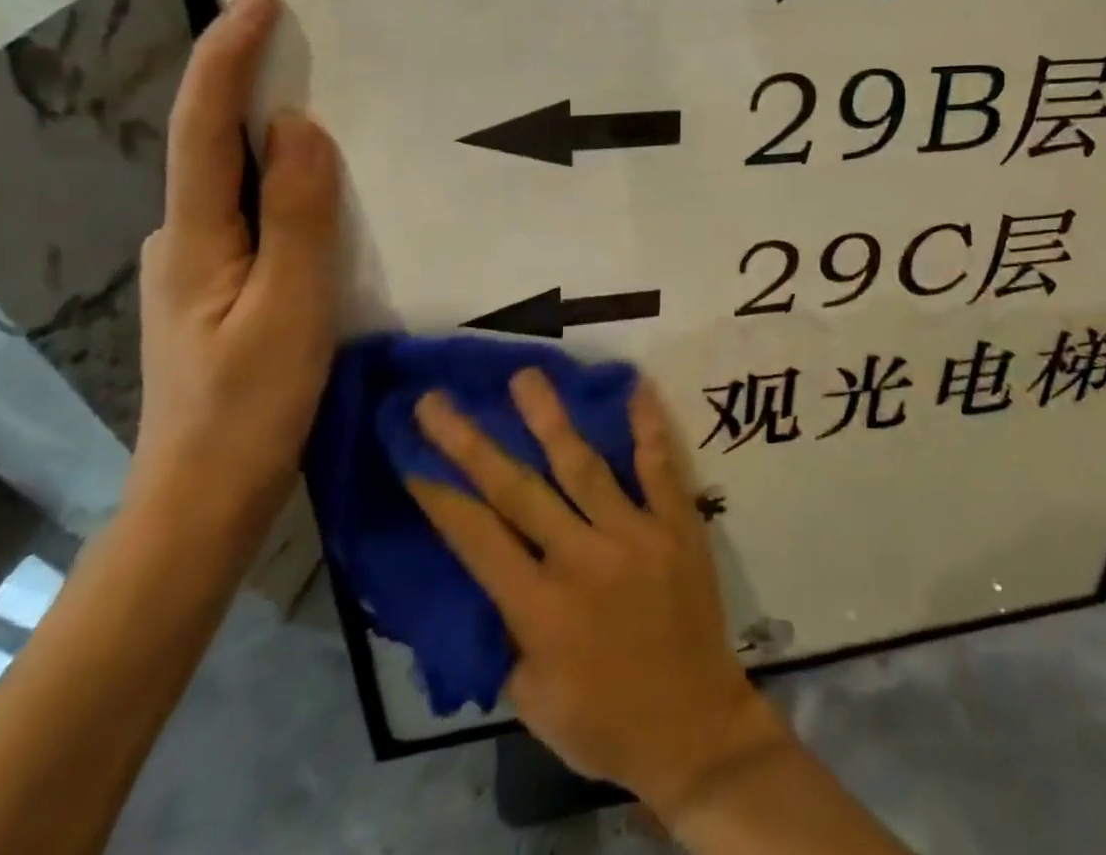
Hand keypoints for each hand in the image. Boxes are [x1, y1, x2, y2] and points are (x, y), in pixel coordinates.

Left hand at [131, 0, 340, 532]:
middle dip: (249, 82)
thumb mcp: (290, 308)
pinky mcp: (219, 289)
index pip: (201, 126)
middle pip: (212, 144)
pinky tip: (321, 192)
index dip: (227, 57)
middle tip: (308, 41)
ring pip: (236, 182)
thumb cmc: (250, 408)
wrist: (203, 501)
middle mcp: (182, 238)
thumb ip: (297, 215)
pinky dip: (282, 185)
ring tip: (330, 105)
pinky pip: (253, 214)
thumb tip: (297, 125)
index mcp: (194, 236)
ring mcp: (197, 267)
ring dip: (270, 135)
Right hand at [410, 371, 789, 818]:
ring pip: (583, 465)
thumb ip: (509, 631)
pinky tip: (635, 386)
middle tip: (437, 401)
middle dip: (471, 443)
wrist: (695, 729)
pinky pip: (659, 466)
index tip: (410, 457)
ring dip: (549, 418)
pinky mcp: (676, 524)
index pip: (477, 539)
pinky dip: (647, 426)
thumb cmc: (604, 722)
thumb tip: (492, 572)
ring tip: (525, 376)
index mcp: (540, 609)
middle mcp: (582, 559)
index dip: (440, 497)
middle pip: (518, 490)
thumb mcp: (533, 698)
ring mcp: (634, 534)